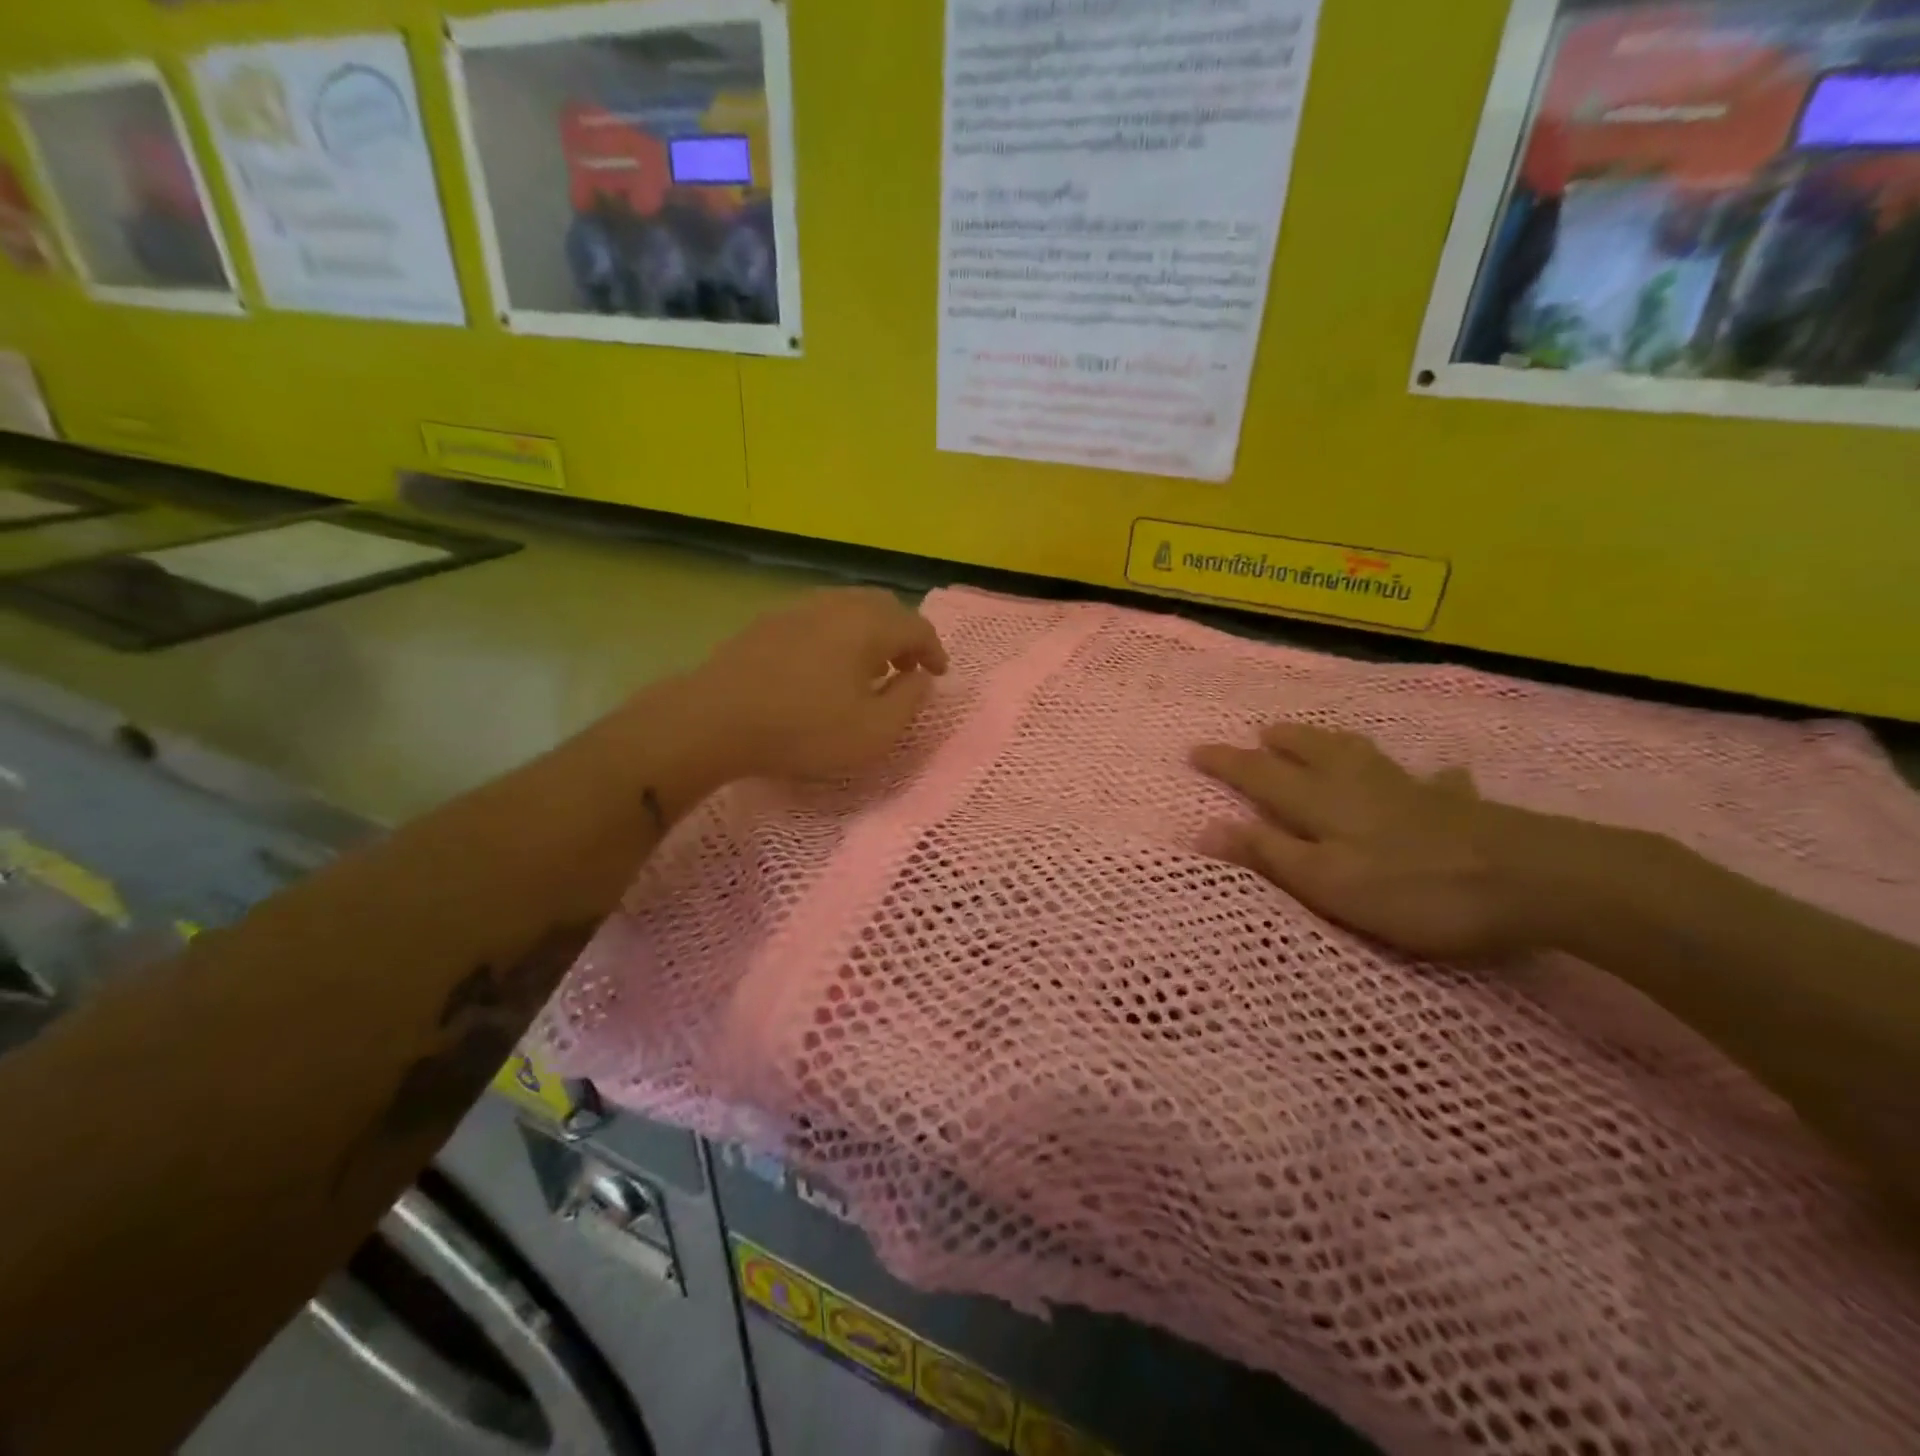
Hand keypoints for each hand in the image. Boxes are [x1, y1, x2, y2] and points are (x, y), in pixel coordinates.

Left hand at [683, 587, 948, 781]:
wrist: (716, 718)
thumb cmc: (803, 729)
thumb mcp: (873, 732)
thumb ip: (909, 701)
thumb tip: (920, 677)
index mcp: (868, 624)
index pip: (917, 627)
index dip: (934, 651)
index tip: (938, 676)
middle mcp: (838, 604)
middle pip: (884, 607)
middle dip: (904, 636)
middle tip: (906, 668)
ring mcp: (799, 607)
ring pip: (850, 607)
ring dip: (870, 633)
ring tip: (868, 667)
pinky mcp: (770, 620)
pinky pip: (821, 616)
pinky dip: (839, 634)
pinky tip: (826, 665)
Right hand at [1191, 724, 1545, 961]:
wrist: (1533, 880)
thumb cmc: (1414, 888)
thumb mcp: (1326, 881)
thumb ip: (1267, 854)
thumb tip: (1202, 828)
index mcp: (1322, 802)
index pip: (1261, 775)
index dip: (1227, 763)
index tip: (1196, 750)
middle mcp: (1360, 785)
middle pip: (1312, 752)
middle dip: (1280, 743)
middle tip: (1260, 733)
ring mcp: (1412, 792)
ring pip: (1363, 755)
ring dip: (1334, 744)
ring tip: (1319, 738)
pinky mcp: (1458, 807)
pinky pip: (1435, 783)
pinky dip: (1427, 778)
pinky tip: (1440, 776)